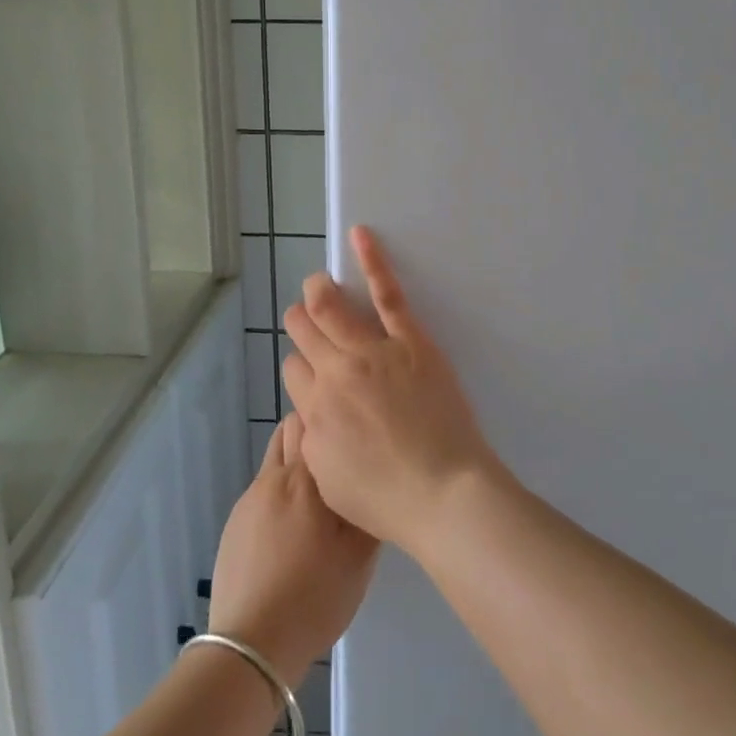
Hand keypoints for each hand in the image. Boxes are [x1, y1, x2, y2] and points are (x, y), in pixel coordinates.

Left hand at [207, 415, 377, 687]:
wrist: (251, 644)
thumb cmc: (315, 596)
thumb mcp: (360, 555)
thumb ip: (368, 506)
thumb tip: (371, 475)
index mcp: (304, 478)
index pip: (313, 418)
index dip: (333, 416)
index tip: (353, 429)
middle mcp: (272, 477)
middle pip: (289, 429)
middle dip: (313, 432)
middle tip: (340, 457)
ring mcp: (249, 499)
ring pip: (274, 458)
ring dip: (295, 462)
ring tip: (318, 493)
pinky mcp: (234, 523)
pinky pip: (263, 489)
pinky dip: (281, 492)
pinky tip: (294, 528)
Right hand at [280, 226, 507, 553]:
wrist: (443, 493)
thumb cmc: (387, 499)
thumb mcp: (330, 480)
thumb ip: (313, 438)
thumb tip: (313, 411)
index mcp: (314, 410)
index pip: (293, 370)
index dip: (300, 367)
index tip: (313, 370)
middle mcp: (334, 373)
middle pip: (304, 332)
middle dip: (301, 321)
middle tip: (308, 319)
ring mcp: (372, 351)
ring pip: (331, 308)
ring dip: (319, 292)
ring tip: (318, 283)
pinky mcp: (409, 340)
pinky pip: (387, 294)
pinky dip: (372, 261)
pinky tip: (361, 235)